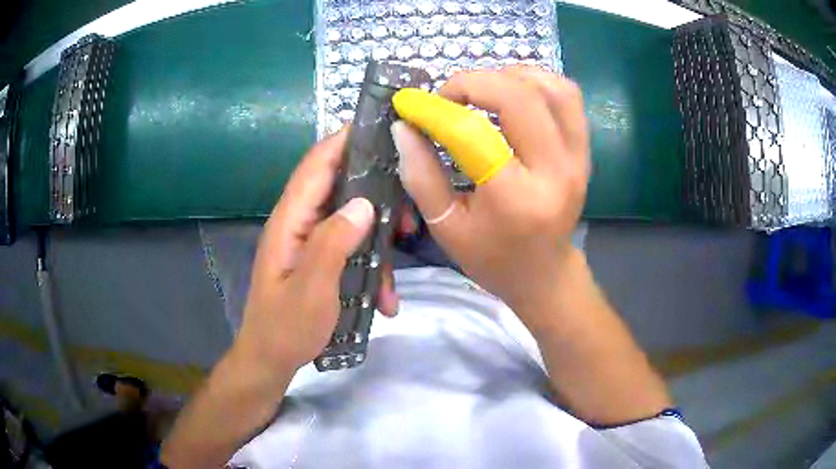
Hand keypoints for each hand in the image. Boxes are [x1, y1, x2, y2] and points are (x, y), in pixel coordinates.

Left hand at [234, 128, 398, 375]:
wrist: (271, 359)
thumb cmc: (286, 327)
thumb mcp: (312, 289)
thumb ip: (334, 242)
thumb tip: (364, 204)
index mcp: (290, 220)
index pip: (317, 165)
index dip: (344, 141)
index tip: (380, 127)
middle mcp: (300, 222)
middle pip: (340, 187)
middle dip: (377, 195)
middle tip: (409, 214)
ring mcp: (311, 241)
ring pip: (352, 220)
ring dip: (379, 240)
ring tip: (396, 271)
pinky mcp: (320, 259)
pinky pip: (351, 248)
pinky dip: (371, 266)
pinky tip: (385, 298)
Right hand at [392, 66, 589, 331]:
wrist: (545, 273)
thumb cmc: (492, 259)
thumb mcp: (446, 227)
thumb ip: (420, 175)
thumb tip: (404, 127)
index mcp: (515, 199)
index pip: (473, 133)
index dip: (435, 110)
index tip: (409, 104)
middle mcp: (554, 171)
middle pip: (518, 96)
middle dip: (472, 82)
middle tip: (447, 96)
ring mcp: (577, 158)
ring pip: (551, 87)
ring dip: (509, 76)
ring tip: (481, 91)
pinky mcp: (584, 151)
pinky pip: (568, 97)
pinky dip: (537, 82)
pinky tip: (512, 94)